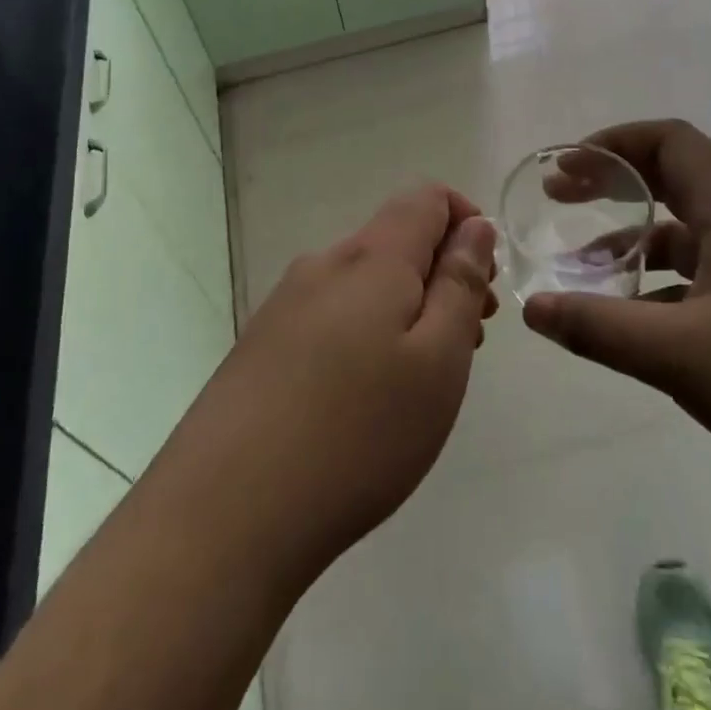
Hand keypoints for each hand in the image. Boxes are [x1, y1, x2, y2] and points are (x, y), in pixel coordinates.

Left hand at [158, 185, 498, 579]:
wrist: (225, 512)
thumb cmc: (358, 433)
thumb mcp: (438, 360)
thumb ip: (460, 283)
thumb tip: (474, 226)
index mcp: (371, 257)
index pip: (426, 197)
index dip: (467, 222)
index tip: (485, 284)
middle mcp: (323, 264)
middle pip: (395, 239)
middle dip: (442, 274)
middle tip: (468, 342)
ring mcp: (284, 304)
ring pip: (363, 282)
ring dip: (405, 307)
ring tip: (421, 379)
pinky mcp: (261, 344)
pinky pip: (330, 315)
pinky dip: (366, 333)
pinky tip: (363, 398)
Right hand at [522, 120, 710, 517]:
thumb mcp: (682, 354)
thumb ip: (599, 327)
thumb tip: (531, 308)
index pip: (672, 142)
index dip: (614, 142)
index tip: (566, 168)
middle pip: (678, 181)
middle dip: (615, 185)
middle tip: (560, 201)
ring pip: (691, 239)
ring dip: (635, 245)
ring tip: (583, 273)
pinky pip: (708, 284)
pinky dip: (663, 292)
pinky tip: (636, 328)